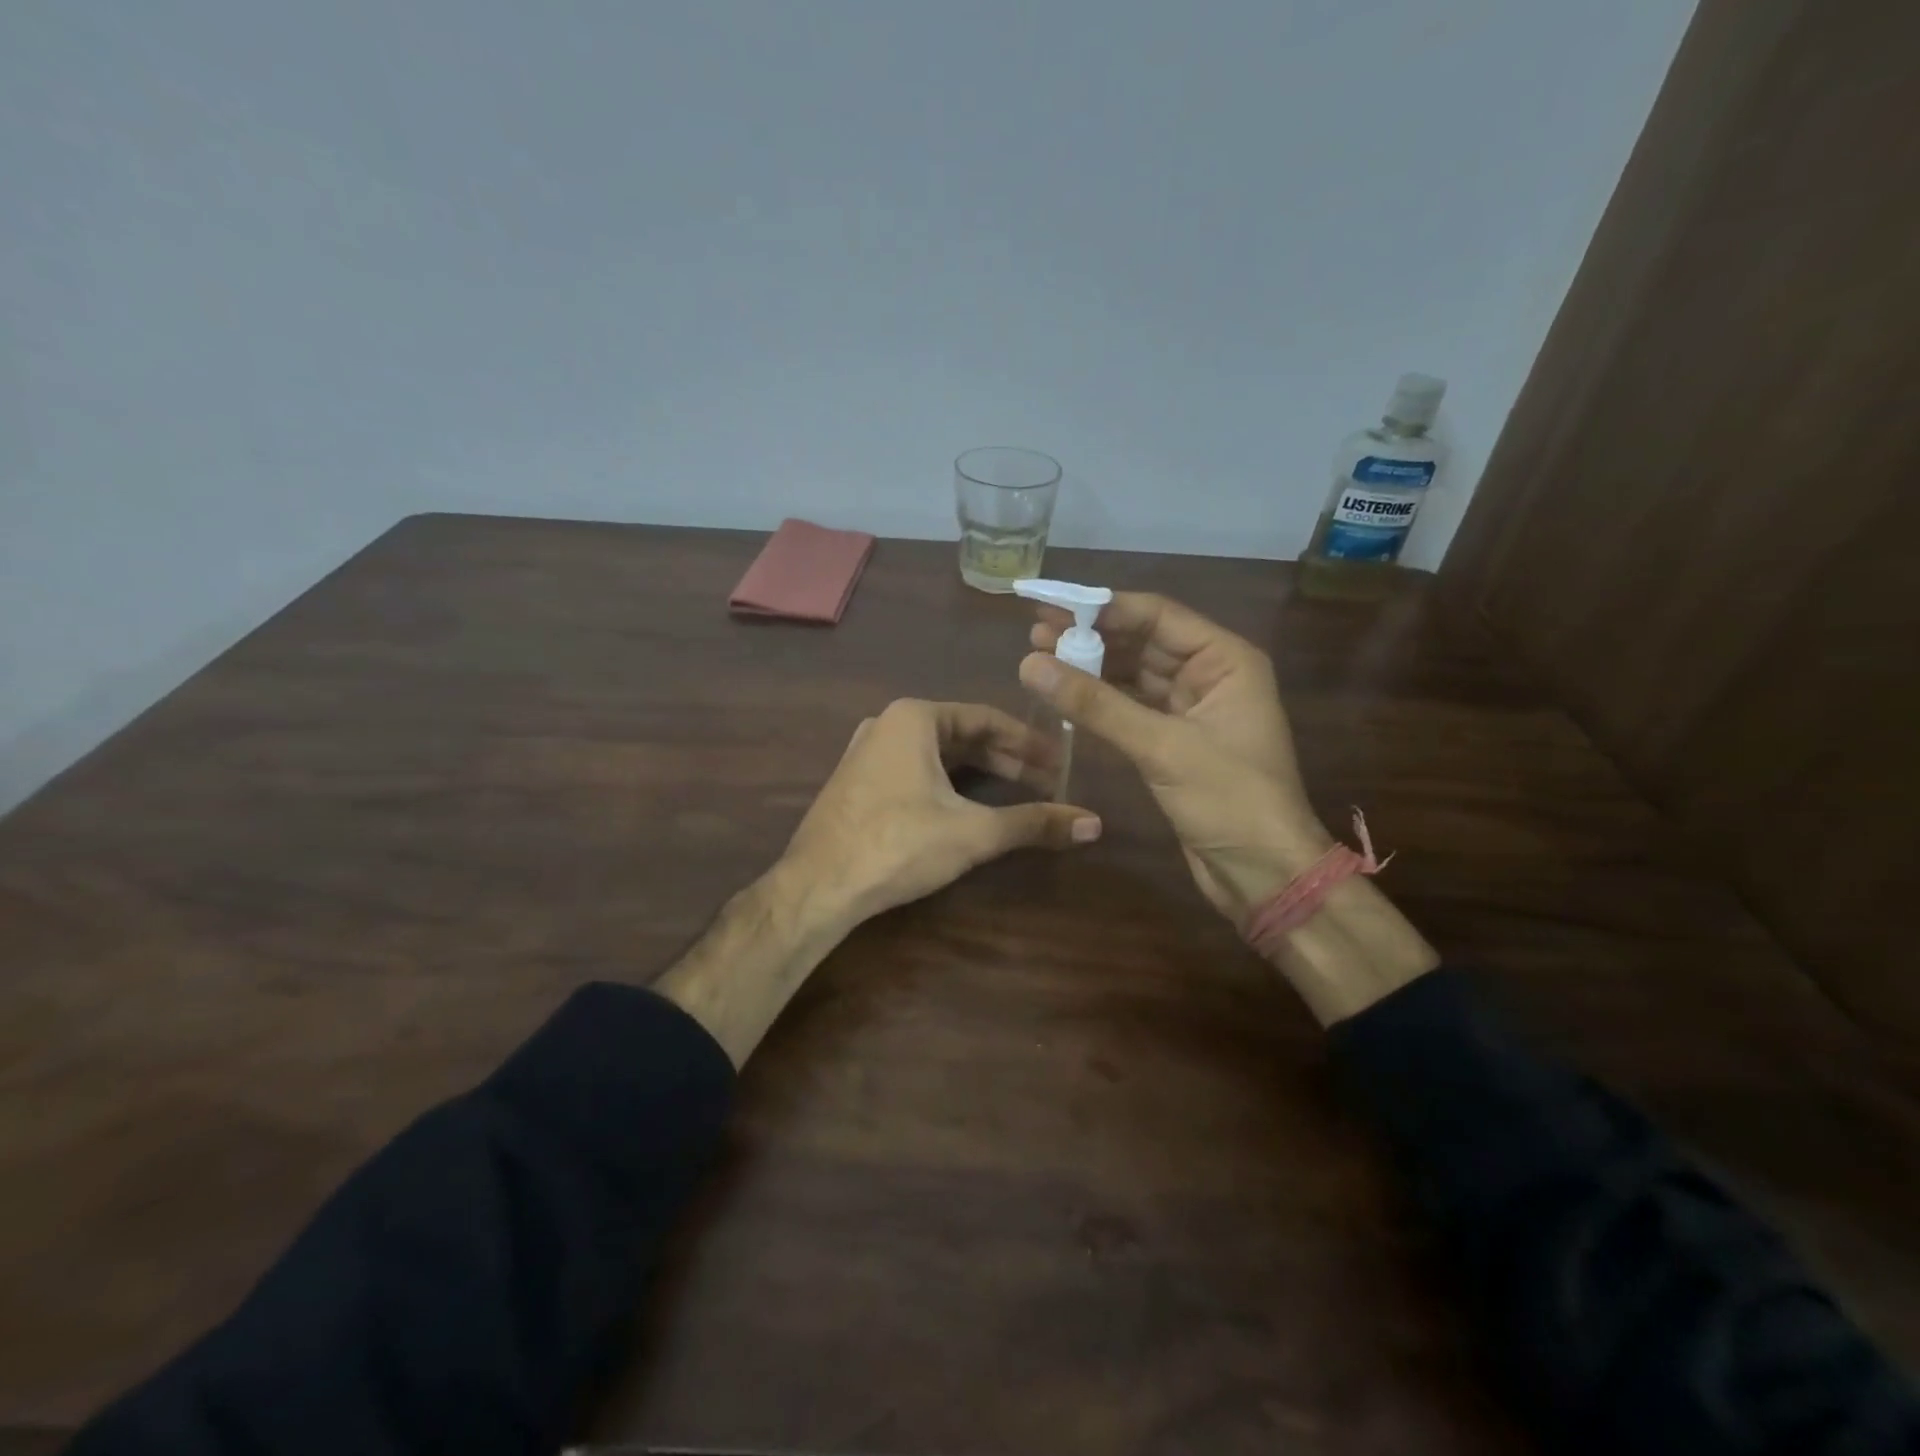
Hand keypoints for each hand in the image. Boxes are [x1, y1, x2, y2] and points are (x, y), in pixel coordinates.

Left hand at [780, 698, 1100, 927]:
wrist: (818, 886)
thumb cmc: (898, 845)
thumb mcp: (973, 833)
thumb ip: (1033, 823)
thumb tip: (1094, 824)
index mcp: (914, 717)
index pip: (987, 718)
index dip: (1029, 741)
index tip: (1061, 760)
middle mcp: (887, 723)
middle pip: (962, 734)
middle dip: (1006, 757)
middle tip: (1046, 779)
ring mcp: (867, 752)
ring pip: (937, 753)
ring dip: (978, 770)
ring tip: (1017, 790)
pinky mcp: (857, 782)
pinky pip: (914, 769)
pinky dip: (948, 781)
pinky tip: (968, 804)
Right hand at [1022, 593, 1328, 922]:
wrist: (1263, 873)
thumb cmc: (1228, 800)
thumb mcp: (1162, 746)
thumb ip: (1096, 704)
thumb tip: (1030, 664)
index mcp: (1225, 660)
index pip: (1157, 616)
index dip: (1103, 607)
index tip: (1052, 603)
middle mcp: (1211, 675)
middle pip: (1143, 641)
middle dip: (1091, 635)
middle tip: (1035, 629)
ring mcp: (1192, 710)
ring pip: (1134, 675)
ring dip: (1091, 666)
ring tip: (1039, 655)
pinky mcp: (1175, 742)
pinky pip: (1132, 708)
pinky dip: (1101, 701)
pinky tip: (1065, 693)